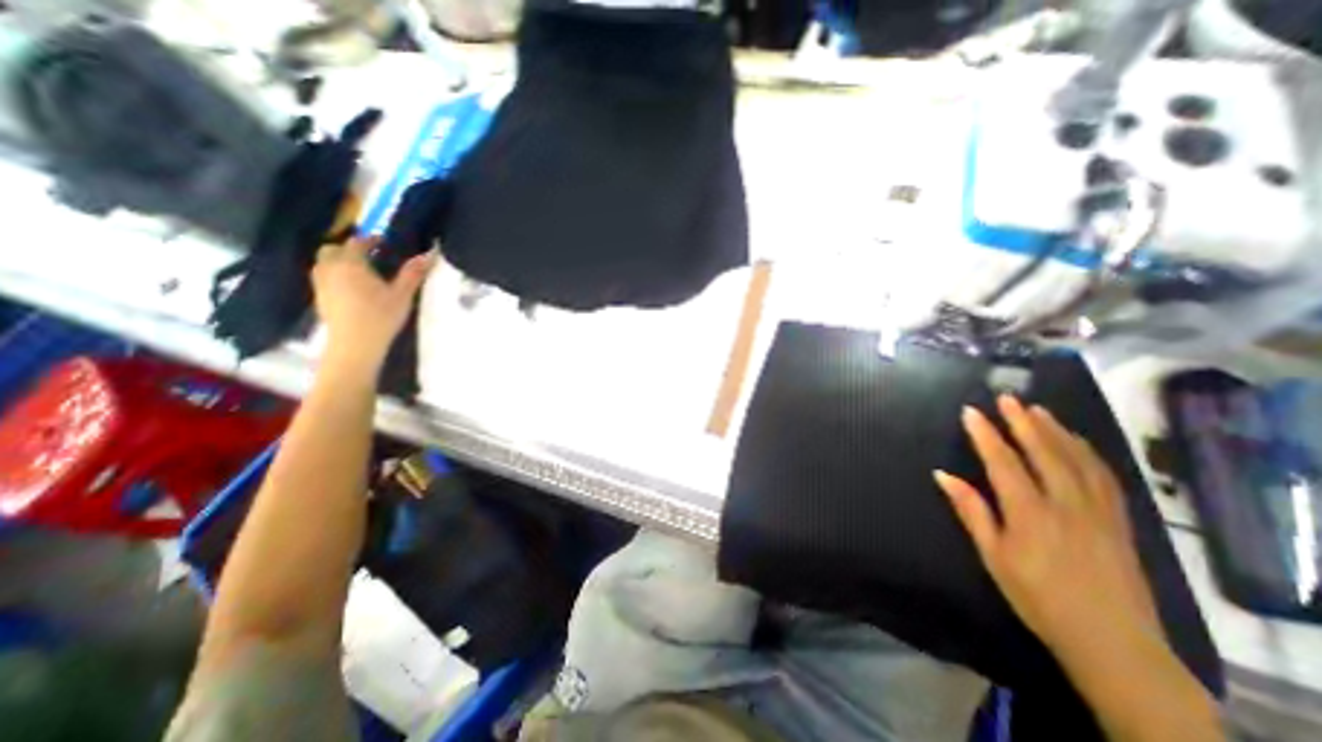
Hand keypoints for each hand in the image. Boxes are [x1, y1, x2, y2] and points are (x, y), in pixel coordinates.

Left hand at [310, 235, 435, 363]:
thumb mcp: (402, 295)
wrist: (355, 345)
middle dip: (349, 248)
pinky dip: (335, 274)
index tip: (384, 241)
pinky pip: (324, 277)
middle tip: (370, 255)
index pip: (357, 243)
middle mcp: (330, 268)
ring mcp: (321, 283)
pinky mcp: (320, 298)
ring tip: (360, 270)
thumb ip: (413, 273)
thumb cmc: (380, 317)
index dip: (370, 239)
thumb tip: (429, 254)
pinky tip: (352, 287)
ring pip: (325, 263)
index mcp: (351, 264)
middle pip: (333, 249)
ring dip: (339, 261)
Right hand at [932, 393, 1158, 660]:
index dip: (985, 435)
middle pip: (1044, 453)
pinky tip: (1078, 442)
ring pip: (1078, 460)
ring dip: (1057, 431)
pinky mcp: (1120, 522)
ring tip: (1039, 410)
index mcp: (1030, 513)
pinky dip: (1088, 453)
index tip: (971, 412)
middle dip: (1023, 422)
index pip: (1003, 462)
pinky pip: (1105, 477)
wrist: (1112, 642)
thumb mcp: (993, 556)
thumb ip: (971, 511)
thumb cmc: (1037, 597)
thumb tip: (942, 475)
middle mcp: (1066, 504)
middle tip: (1007, 398)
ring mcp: (1099, 511)